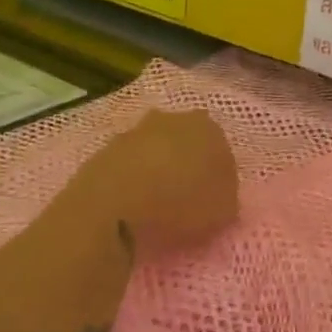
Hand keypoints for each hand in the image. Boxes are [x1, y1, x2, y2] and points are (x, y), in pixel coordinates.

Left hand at [78, 109, 238, 254]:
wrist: (114, 203)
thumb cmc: (180, 203)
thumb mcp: (222, 212)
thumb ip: (225, 200)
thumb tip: (219, 198)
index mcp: (210, 128)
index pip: (221, 151)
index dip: (218, 177)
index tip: (213, 200)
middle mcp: (175, 119)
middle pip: (186, 142)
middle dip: (187, 164)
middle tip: (186, 198)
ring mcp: (137, 130)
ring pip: (155, 149)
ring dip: (158, 169)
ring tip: (156, 204)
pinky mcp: (107, 147)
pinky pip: (129, 163)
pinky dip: (132, 179)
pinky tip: (132, 203)